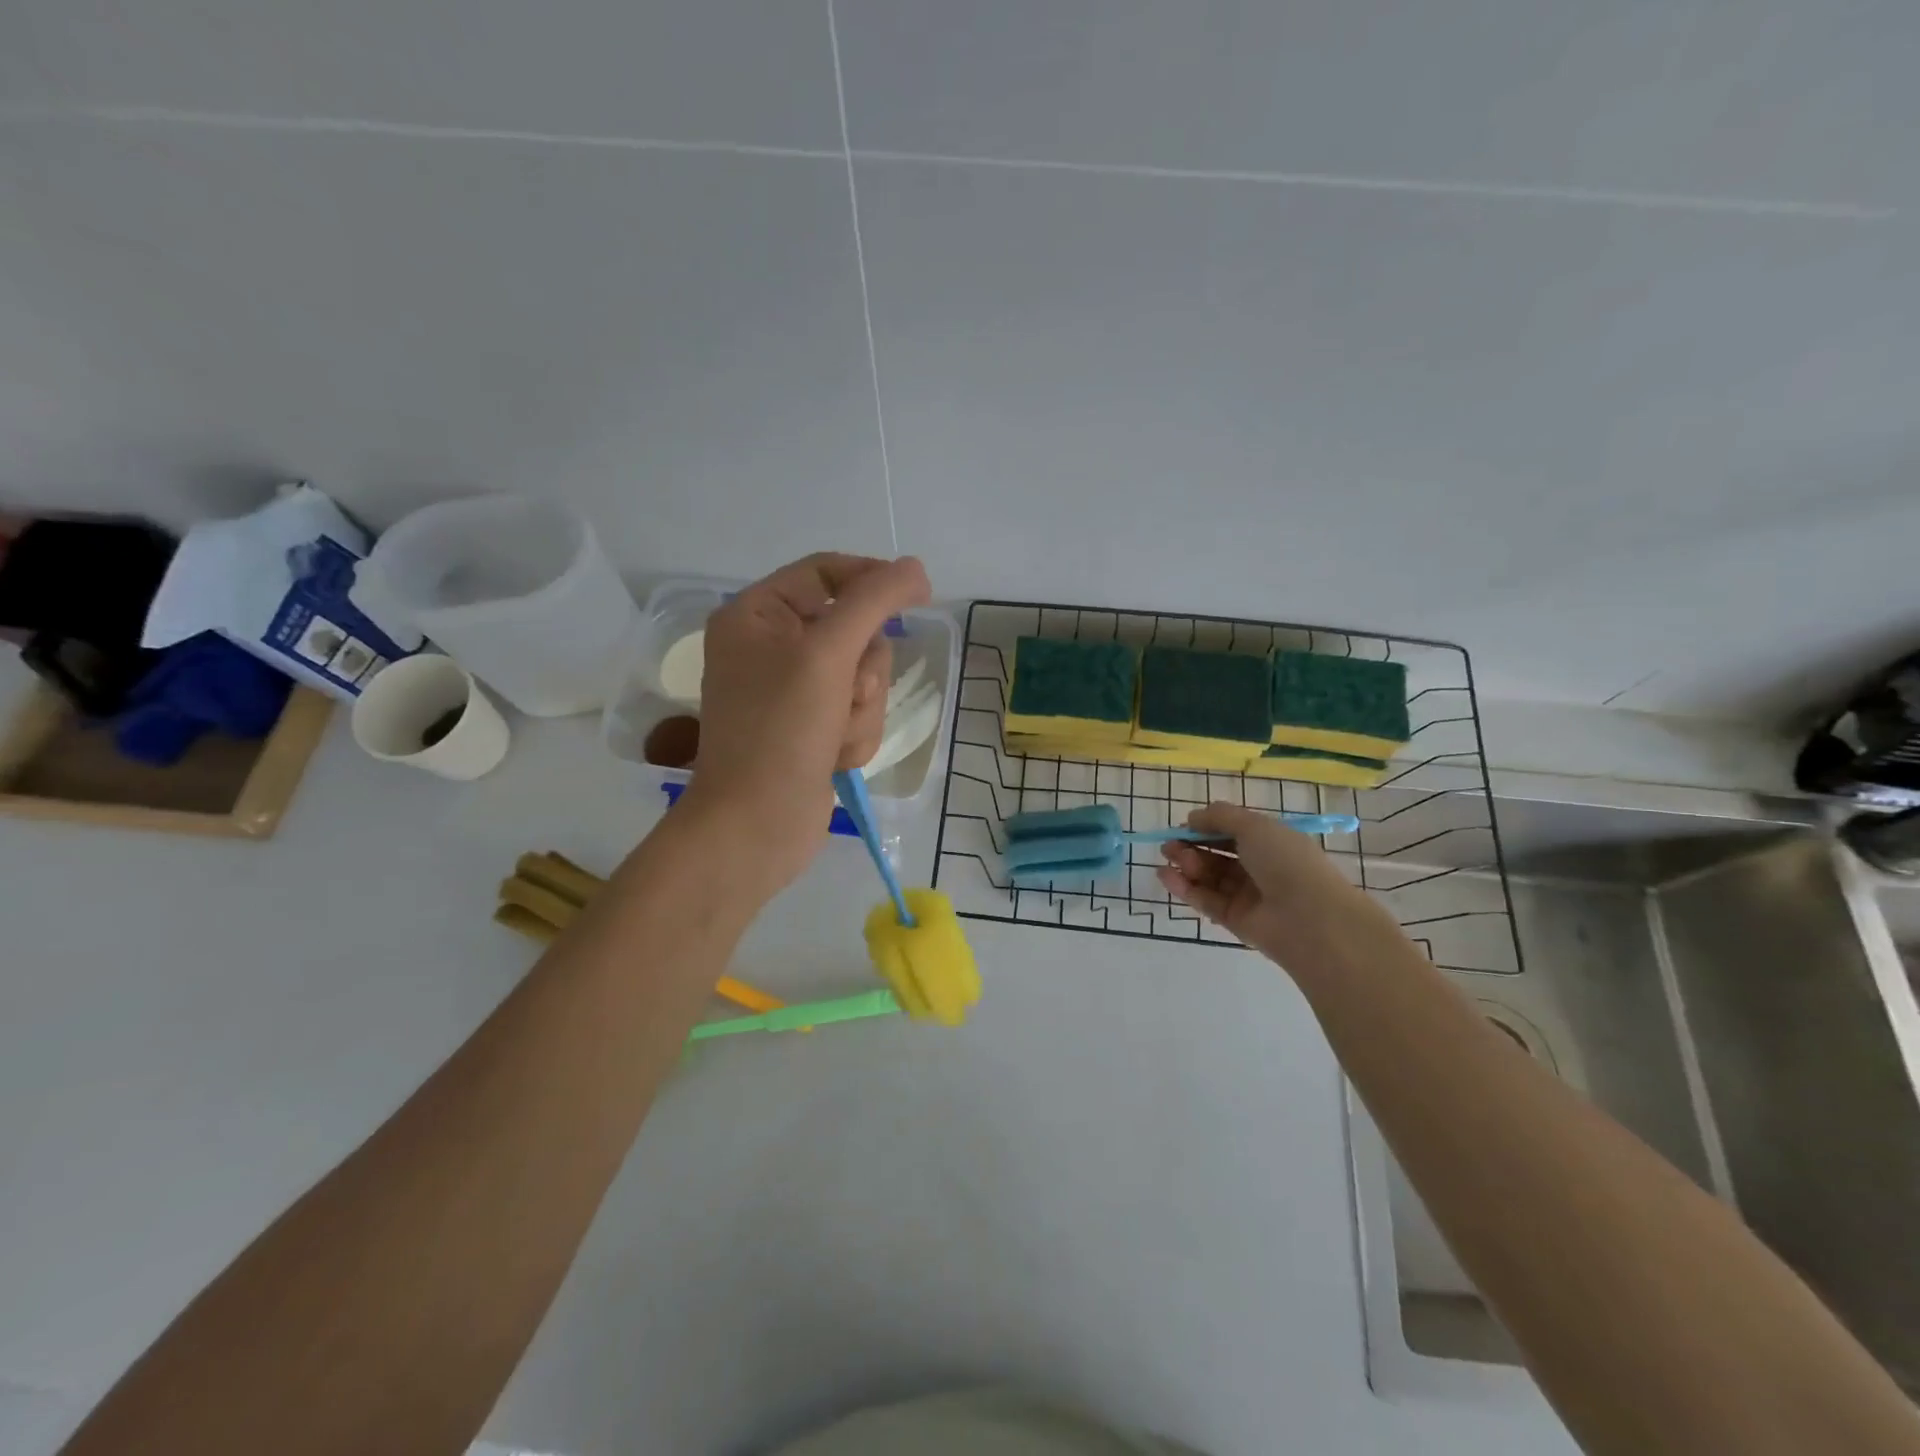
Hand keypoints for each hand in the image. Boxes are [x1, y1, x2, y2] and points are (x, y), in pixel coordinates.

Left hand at [684, 552, 931, 895]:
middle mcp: (773, 647)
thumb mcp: (827, 653)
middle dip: (862, 671)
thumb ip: (874, 601)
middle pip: (855, 631)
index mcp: (757, 615)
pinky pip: (860, 713)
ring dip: (862, 710)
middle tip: (844, 695)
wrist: (756, 826)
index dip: (873, 580)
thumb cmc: (780, 730)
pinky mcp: (813, 729)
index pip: (827, 573)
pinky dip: (856, 736)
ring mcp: (795, 692)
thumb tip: (914, 567)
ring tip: (833, 737)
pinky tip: (832, 759)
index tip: (920, 595)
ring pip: (865, 678)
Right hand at [1156, 802, 1383, 964]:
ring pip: (1209, 877)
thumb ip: (1220, 817)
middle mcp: (1259, 868)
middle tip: (1170, 845)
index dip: (1208, 827)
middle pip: (1218, 855)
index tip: (1184, 826)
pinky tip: (1166, 876)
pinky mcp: (1234, 920)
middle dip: (1192, 846)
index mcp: (1271, 843)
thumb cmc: (1286, 861)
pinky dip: (1185, 888)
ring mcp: (1247, 896)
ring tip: (1170, 859)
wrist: (1309, 919)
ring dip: (1187, 865)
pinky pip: (1205, 900)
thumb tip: (1193, 817)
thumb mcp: (1254, 826)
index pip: (1233, 832)